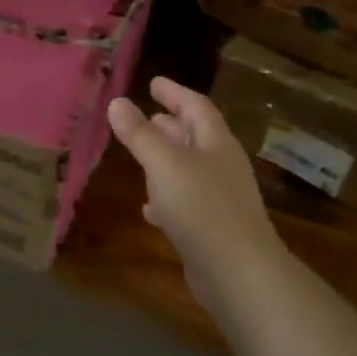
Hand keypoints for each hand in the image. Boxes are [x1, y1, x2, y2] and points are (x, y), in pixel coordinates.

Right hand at [107, 76, 287, 313]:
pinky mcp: (211, 228)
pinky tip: (149, 208)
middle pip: (196, 136)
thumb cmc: (201, 208)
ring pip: (189, 169)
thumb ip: (139, 134)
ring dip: (167, 159)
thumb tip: (117, 102)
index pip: (196, 106)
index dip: (175, 92)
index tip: (153, 82)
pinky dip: (166, 197)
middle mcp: (221, 166)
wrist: (238, 273)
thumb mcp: (164, 164)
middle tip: (148, 114)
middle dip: (172, 124)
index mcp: (216, 143)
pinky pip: (185, 202)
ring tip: (142, 154)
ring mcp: (219, 199)